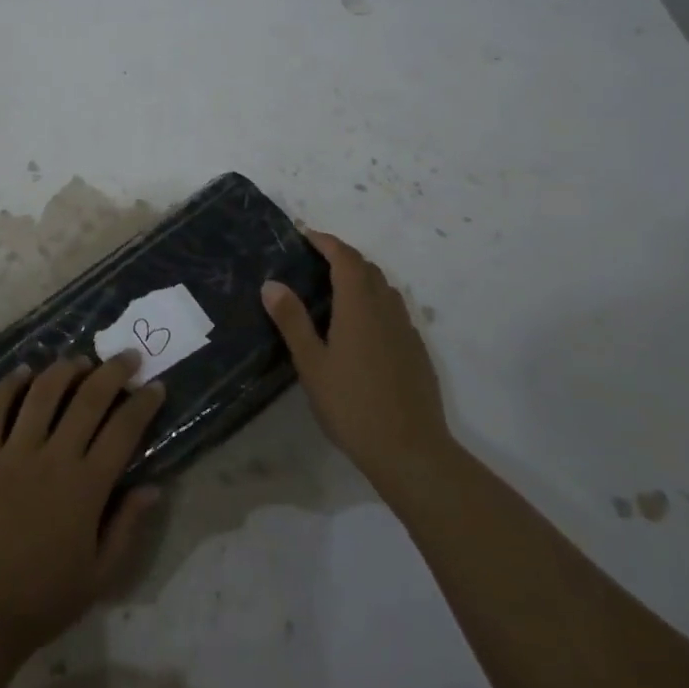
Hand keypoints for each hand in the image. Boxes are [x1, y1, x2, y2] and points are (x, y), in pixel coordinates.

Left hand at [0, 353, 165, 666]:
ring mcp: (13, 454)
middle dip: (112, 372)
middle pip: (87, 400)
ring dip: (65, 370)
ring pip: (42, 394)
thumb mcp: (100, 576)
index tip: (155, 386)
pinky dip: (9, 384)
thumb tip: (153, 487)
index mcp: (86, 488)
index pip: (123, 430)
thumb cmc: (44, 599)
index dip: (143, 403)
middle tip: (127, 357)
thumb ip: (128, 527)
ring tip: (79, 360)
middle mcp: (53, 459)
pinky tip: (23, 371)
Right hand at [261, 228, 449, 474]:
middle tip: (315, 260)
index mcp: (359, 306)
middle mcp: (386, 310)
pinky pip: (394, 311)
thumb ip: (292, 321)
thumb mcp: (312, 364)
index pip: (345, 258)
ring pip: (385, 289)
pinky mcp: (416, 352)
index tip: (305, 235)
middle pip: (368, 269)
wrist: (411, 452)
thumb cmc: (353, 405)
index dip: (326, 241)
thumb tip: (272, 283)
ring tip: (335, 288)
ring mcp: (406, 331)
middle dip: (342, 256)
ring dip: (361, 277)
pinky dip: (375, 302)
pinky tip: (361, 326)